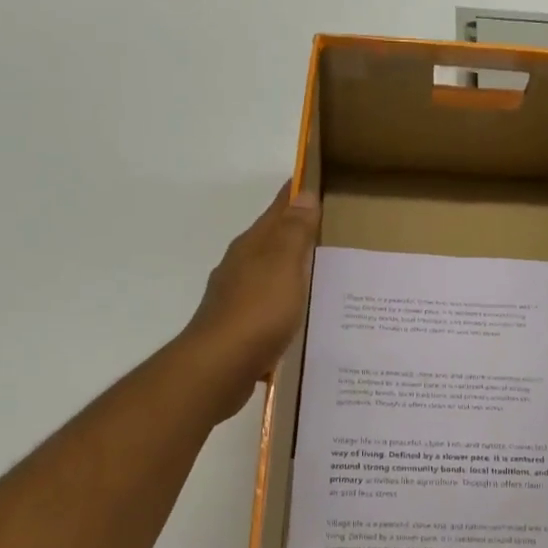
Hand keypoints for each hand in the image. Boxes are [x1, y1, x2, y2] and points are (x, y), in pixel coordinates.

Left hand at [180, 183, 320, 421]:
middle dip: (294, 232)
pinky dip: (284, 302)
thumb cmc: (257, 311)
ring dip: (289, 270)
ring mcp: (236, 299)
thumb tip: (302, 193)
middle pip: (271, 242)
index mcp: (251, 247)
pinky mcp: (238, 329)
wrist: (219, 367)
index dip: (294, 195)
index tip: (313, 180)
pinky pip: (268, 306)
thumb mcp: (282, 265)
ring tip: (320, 273)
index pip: (276, 211)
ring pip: (268, 275)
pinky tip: (298, 315)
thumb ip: (294, 231)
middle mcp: (239, 267)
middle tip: (328, 227)